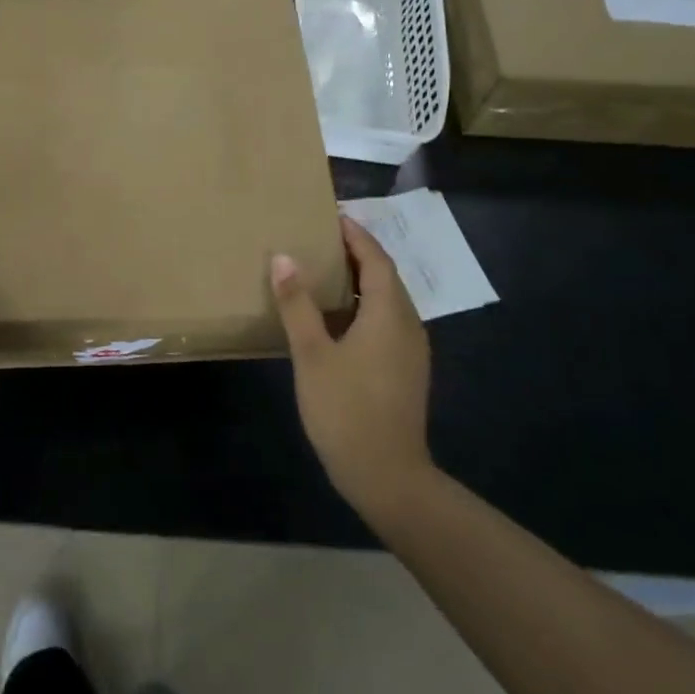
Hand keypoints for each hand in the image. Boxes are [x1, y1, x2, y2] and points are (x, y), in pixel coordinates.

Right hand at [271, 216, 434, 528]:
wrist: (387, 476)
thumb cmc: (346, 410)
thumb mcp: (312, 354)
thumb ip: (298, 304)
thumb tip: (284, 257)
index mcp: (388, 313)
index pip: (376, 259)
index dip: (356, 235)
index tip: (331, 217)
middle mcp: (407, 324)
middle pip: (385, 276)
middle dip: (357, 254)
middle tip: (320, 240)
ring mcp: (410, 350)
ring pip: (387, 300)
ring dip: (360, 281)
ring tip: (323, 272)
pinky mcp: (405, 370)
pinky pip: (386, 321)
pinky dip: (363, 306)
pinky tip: (336, 319)